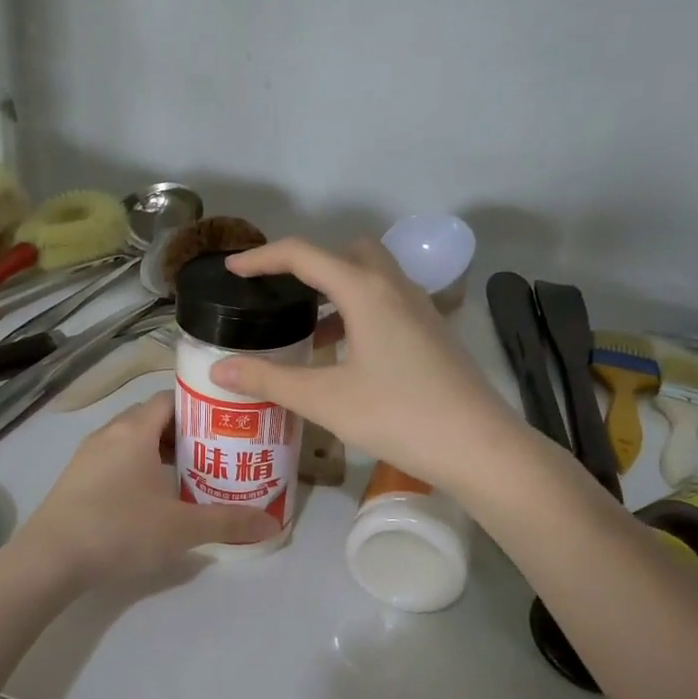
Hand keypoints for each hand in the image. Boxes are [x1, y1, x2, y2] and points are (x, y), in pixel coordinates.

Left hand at [15, 392, 279, 586]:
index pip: (170, 398)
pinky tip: (150, 499)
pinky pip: (114, 460)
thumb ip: (228, 522)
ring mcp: (87, 456)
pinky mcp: (75, 479)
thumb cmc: (120, 530)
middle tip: (213, 453)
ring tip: (186, 475)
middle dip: (183, 432)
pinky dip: (136, 468)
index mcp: (135, 430)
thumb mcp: (182, 529)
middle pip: (151, 418)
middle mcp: (109, 433)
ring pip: (131, 440)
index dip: (198, 405)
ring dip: (158, 452)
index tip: (224, 424)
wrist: (49, 560)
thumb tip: (272, 524)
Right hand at [211, 238, 523, 494]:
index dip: (263, 258)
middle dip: (310, 265)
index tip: (233, 271)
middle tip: (281, 295)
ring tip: (308, 329)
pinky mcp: (433, 332)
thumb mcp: (324, 399)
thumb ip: (269, 380)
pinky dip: (360, 312)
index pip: (304, 255)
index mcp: (365, 291)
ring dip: (337, 291)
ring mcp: (421, 309)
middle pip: (348, 252)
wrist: (478, 445)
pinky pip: (388, 303)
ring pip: (373, 278)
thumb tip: (219, 370)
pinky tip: (347, 355)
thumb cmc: (397, 415)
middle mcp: (395, 287)